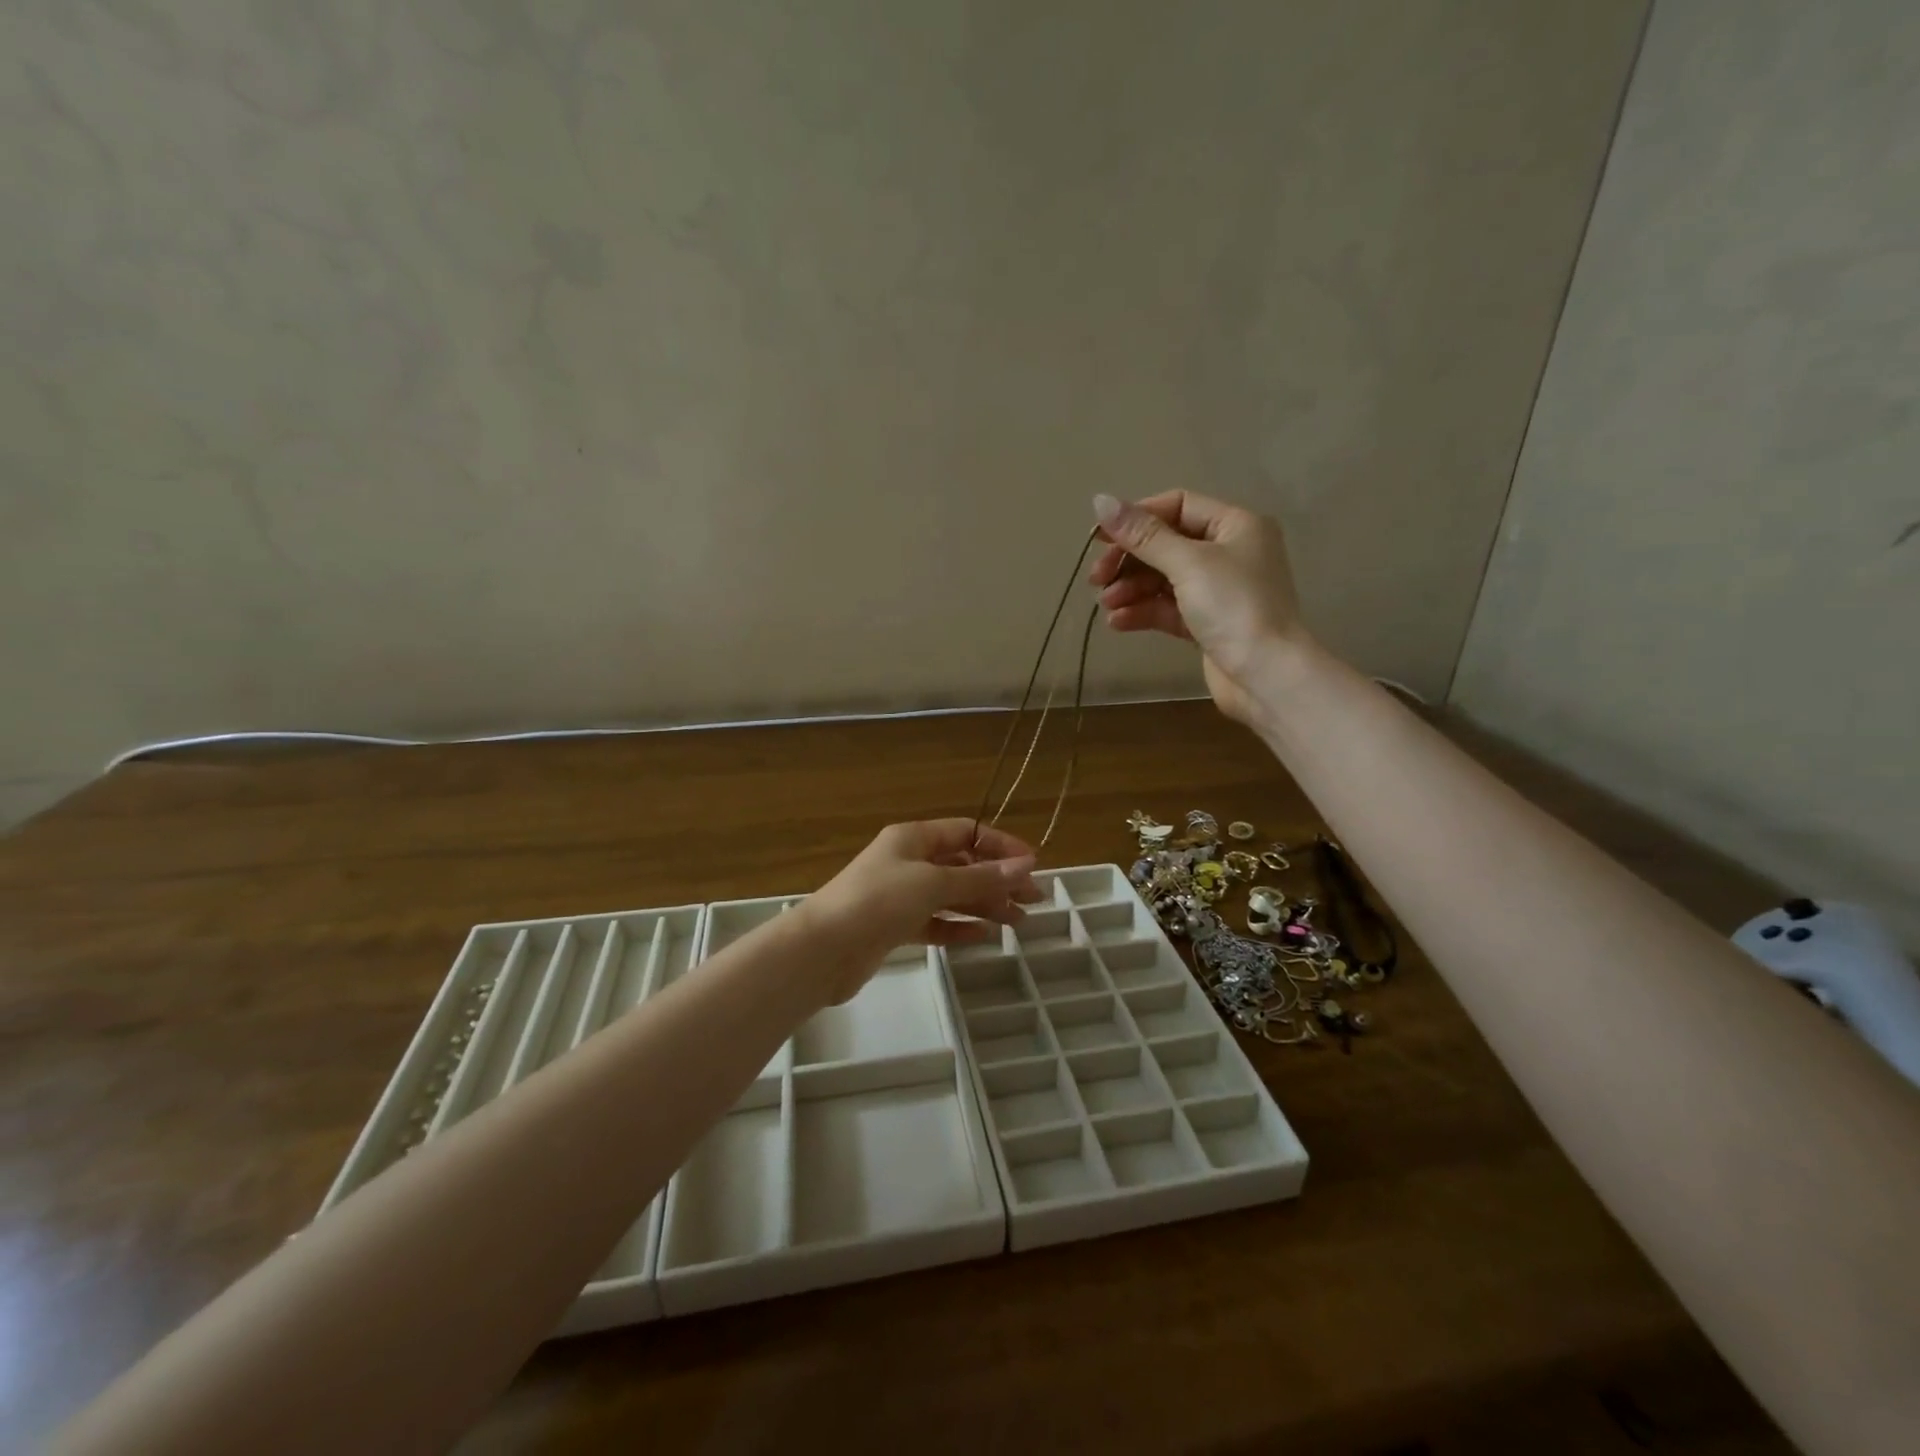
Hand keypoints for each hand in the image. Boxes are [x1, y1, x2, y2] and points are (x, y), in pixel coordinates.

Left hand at [797, 820, 1042, 1003]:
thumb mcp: (933, 883)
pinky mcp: (894, 927)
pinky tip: (983, 936)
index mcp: (913, 838)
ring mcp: (900, 895)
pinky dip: (958, 927)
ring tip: (1018, 922)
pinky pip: (934, 922)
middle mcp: (908, 861)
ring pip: (951, 895)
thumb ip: (980, 877)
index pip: (966, 832)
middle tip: (1033, 900)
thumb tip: (1025, 865)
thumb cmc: (878, 902)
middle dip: (997, 880)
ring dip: (984, 905)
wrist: (823, 949)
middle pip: (962, 864)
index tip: (1032, 865)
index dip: (1000, 845)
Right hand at [1089, 491, 1311, 727]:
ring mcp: (1218, 590)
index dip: (1137, 519)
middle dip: (1129, 560)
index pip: (1178, 506)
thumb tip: (1100, 500)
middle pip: (1165, 544)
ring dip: (1130, 589)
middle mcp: (1229, 552)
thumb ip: (1143, 535)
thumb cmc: (1234, 607)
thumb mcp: (1188, 563)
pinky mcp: (1207, 624)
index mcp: (1235, 526)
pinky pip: (1167, 608)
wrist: (1266, 676)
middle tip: (1097, 578)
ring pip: (1163, 579)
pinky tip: (1118, 622)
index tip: (1100, 538)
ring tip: (1106, 604)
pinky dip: (1142, 611)